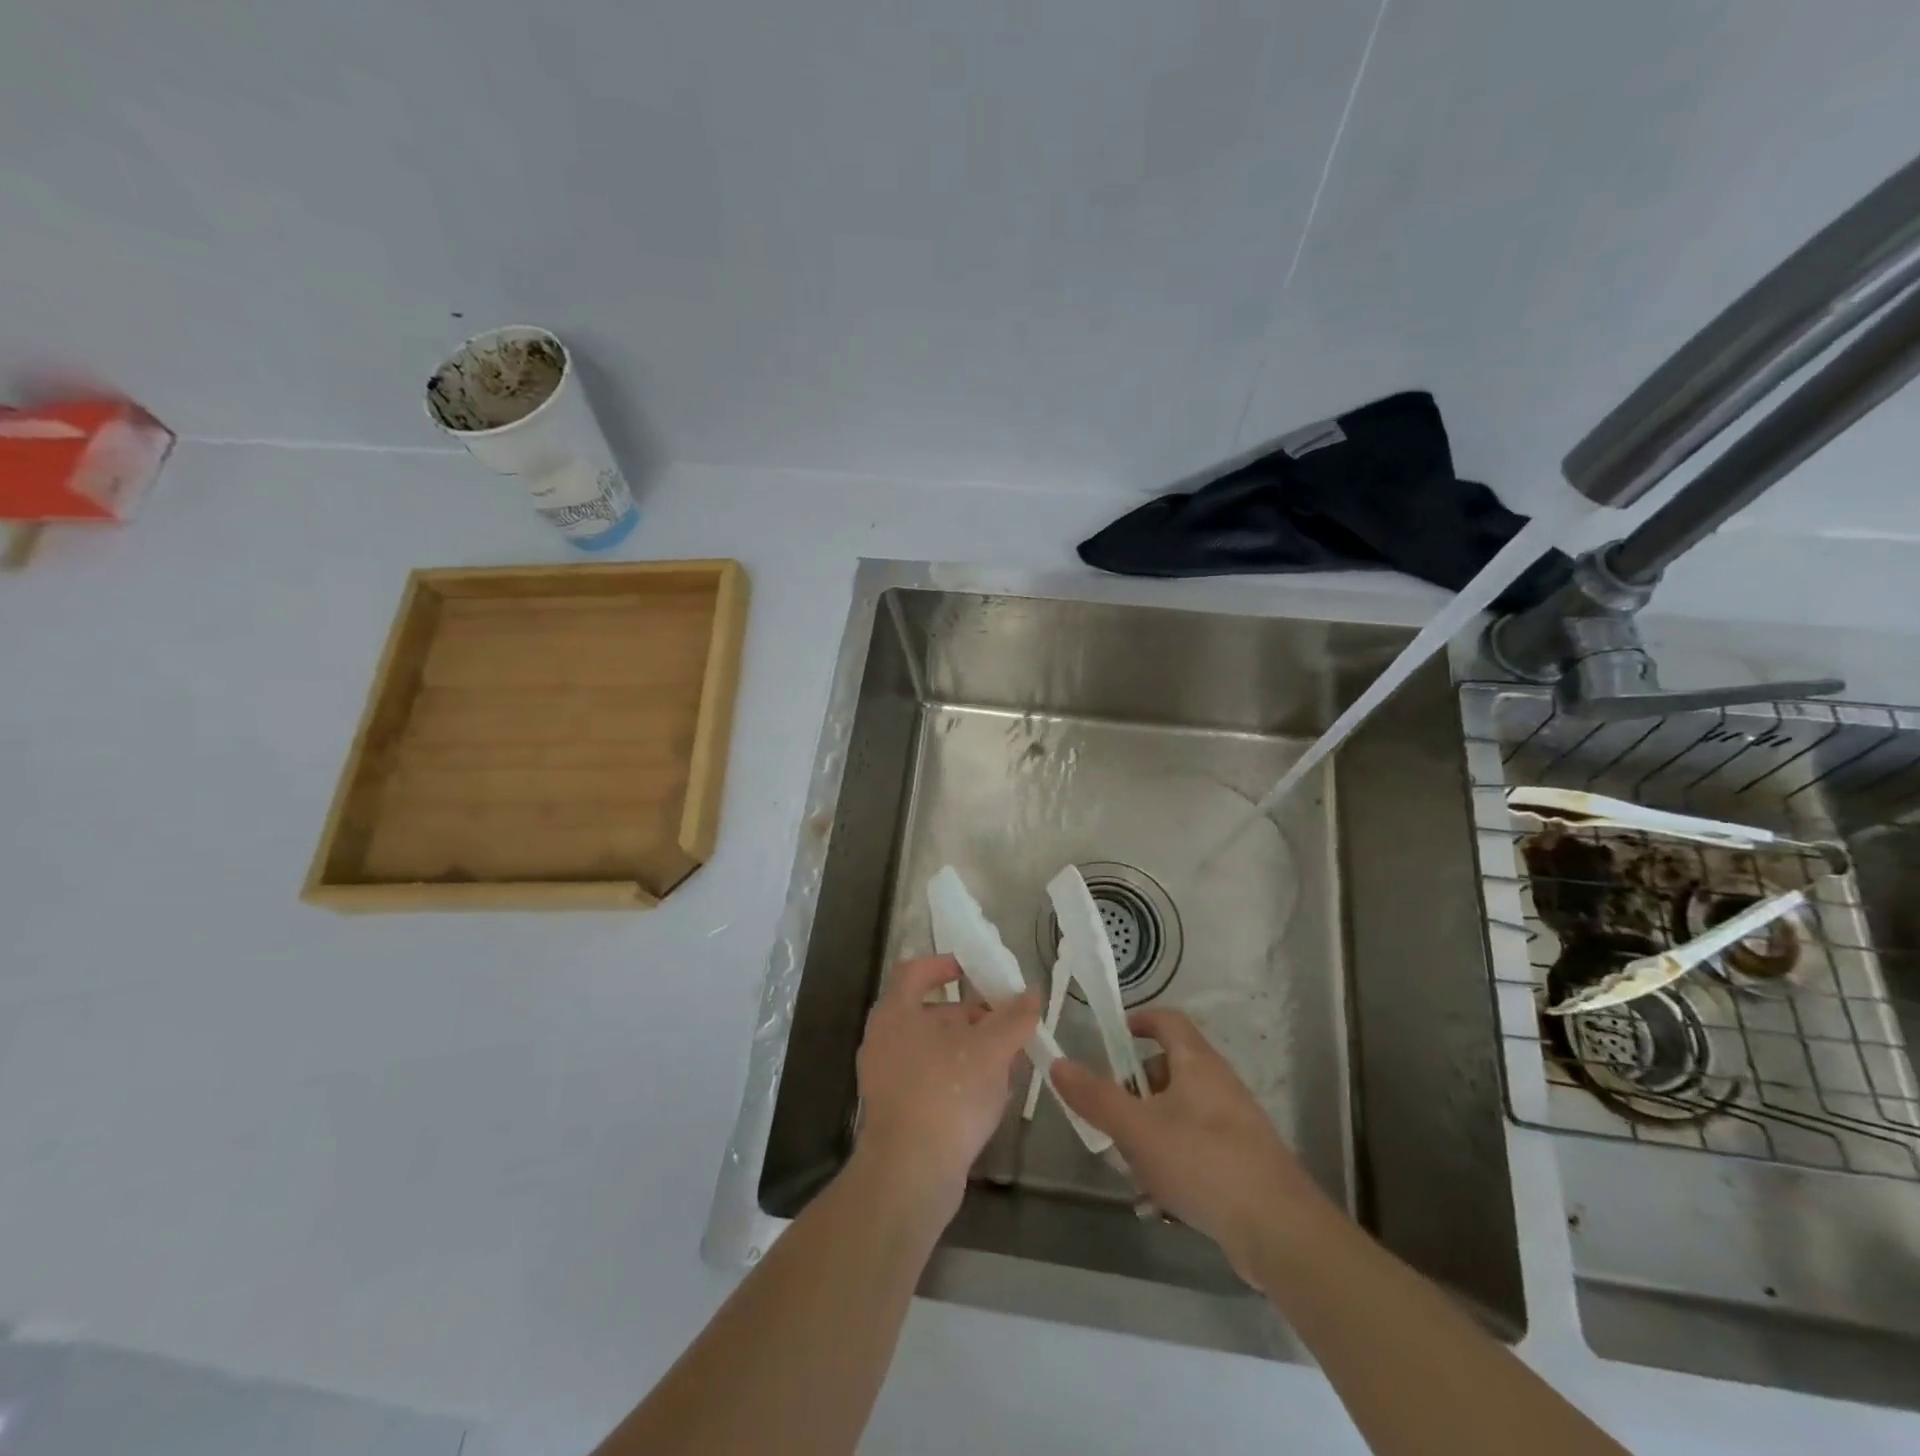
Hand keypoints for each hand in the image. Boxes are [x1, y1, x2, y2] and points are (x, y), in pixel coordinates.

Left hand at [853, 956, 1040, 1220]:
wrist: (910, 1176)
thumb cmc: (947, 1095)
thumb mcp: (990, 1050)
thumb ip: (1014, 1018)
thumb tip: (1032, 993)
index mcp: (896, 1012)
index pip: (915, 971)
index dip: (945, 965)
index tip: (977, 971)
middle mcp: (885, 1039)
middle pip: (931, 1011)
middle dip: (972, 1015)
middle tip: (1007, 1023)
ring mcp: (887, 1078)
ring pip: (935, 1049)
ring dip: (971, 1049)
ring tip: (1009, 1060)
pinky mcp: (898, 1112)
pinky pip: (932, 1080)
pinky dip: (960, 1078)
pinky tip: (992, 1094)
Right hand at [1050, 1008, 1339, 1284]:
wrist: (1280, 1231)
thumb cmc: (1203, 1163)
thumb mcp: (1137, 1129)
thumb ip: (1096, 1097)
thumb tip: (1059, 1064)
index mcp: (1197, 1063)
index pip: (1166, 1020)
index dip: (1138, 1021)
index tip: (1110, 1039)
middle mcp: (1218, 1084)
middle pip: (1168, 1069)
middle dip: (1135, 1092)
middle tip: (1113, 1118)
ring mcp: (1234, 1124)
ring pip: (1179, 1113)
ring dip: (1150, 1133)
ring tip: (1132, 1168)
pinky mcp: (1243, 1162)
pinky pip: (1196, 1147)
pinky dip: (1173, 1162)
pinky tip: (1161, 1200)